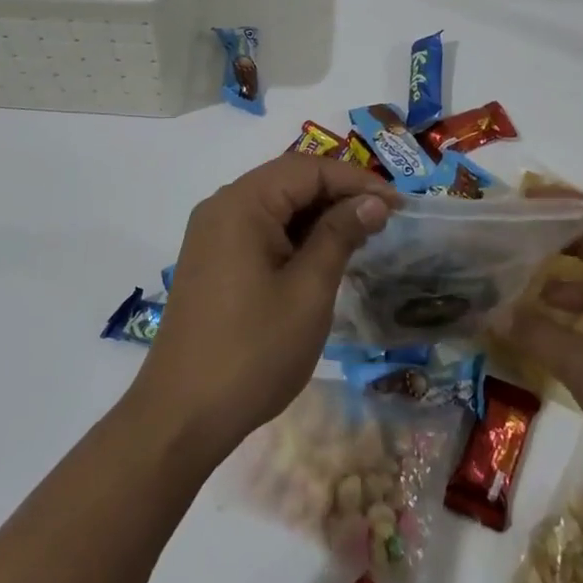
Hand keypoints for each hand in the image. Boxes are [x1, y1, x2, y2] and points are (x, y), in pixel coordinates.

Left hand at [129, 155, 397, 463]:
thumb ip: (340, 235)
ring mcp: (212, 233)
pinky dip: (293, 235)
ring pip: (274, 205)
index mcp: (242, 203)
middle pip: (288, 180)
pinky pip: (259, 229)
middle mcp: (222, 206)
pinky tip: (321, 256)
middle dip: (338, 194)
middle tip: (384, 219)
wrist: (182, 414)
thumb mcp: (309, 291)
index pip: (307, 168)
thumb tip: (373, 201)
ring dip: (317, 215)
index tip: (399, 204)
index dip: (356, 180)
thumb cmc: (254, 351)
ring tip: (360, 236)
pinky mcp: (211, 259)